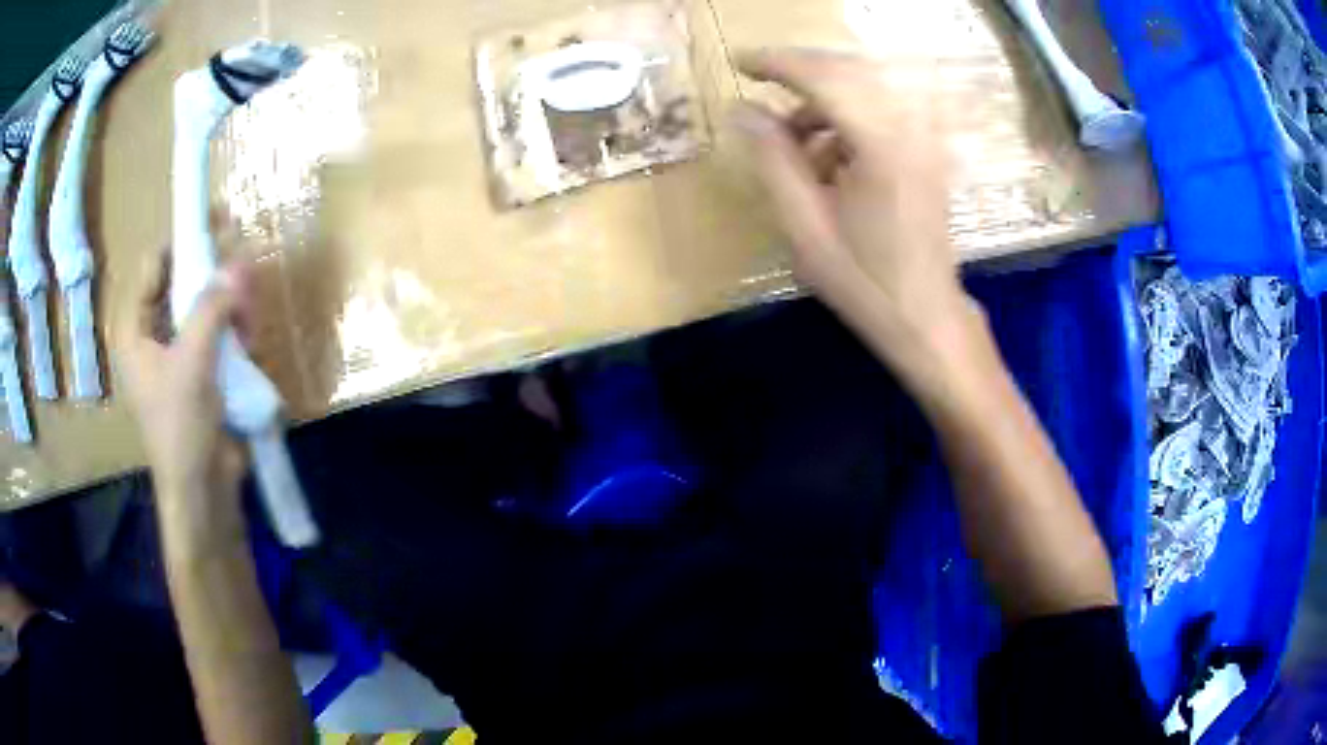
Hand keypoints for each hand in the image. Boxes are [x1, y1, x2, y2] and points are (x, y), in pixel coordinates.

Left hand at [120, 248, 253, 505]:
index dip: (180, 239)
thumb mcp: (192, 363)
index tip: (212, 217)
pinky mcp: (203, 371)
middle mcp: (154, 335)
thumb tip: (239, 261)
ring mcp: (180, 354)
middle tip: (240, 249)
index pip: (153, 267)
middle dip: (211, 270)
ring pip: (205, 306)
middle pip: (181, 282)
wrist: (204, 491)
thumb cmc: (181, 427)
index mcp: (136, 331)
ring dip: (229, 303)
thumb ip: (212, 308)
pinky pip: (219, 333)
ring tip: (250, 312)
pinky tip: (251, 336)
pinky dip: (236, 329)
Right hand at [733, 48, 979, 378]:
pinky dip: (846, 120)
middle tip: (760, 87)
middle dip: (800, 72)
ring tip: (792, 141)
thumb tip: (743, 109)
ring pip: (866, 89)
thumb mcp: (805, 224)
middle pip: (849, 72)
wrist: (925, 316)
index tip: (739, 62)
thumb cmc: (864, 280)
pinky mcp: (925, 151)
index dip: (778, 63)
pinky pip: (881, 112)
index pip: (826, 78)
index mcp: (882, 145)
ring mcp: (923, 139)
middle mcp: (910, 129)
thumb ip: (773, 158)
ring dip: (823, 100)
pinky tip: (827, 157)